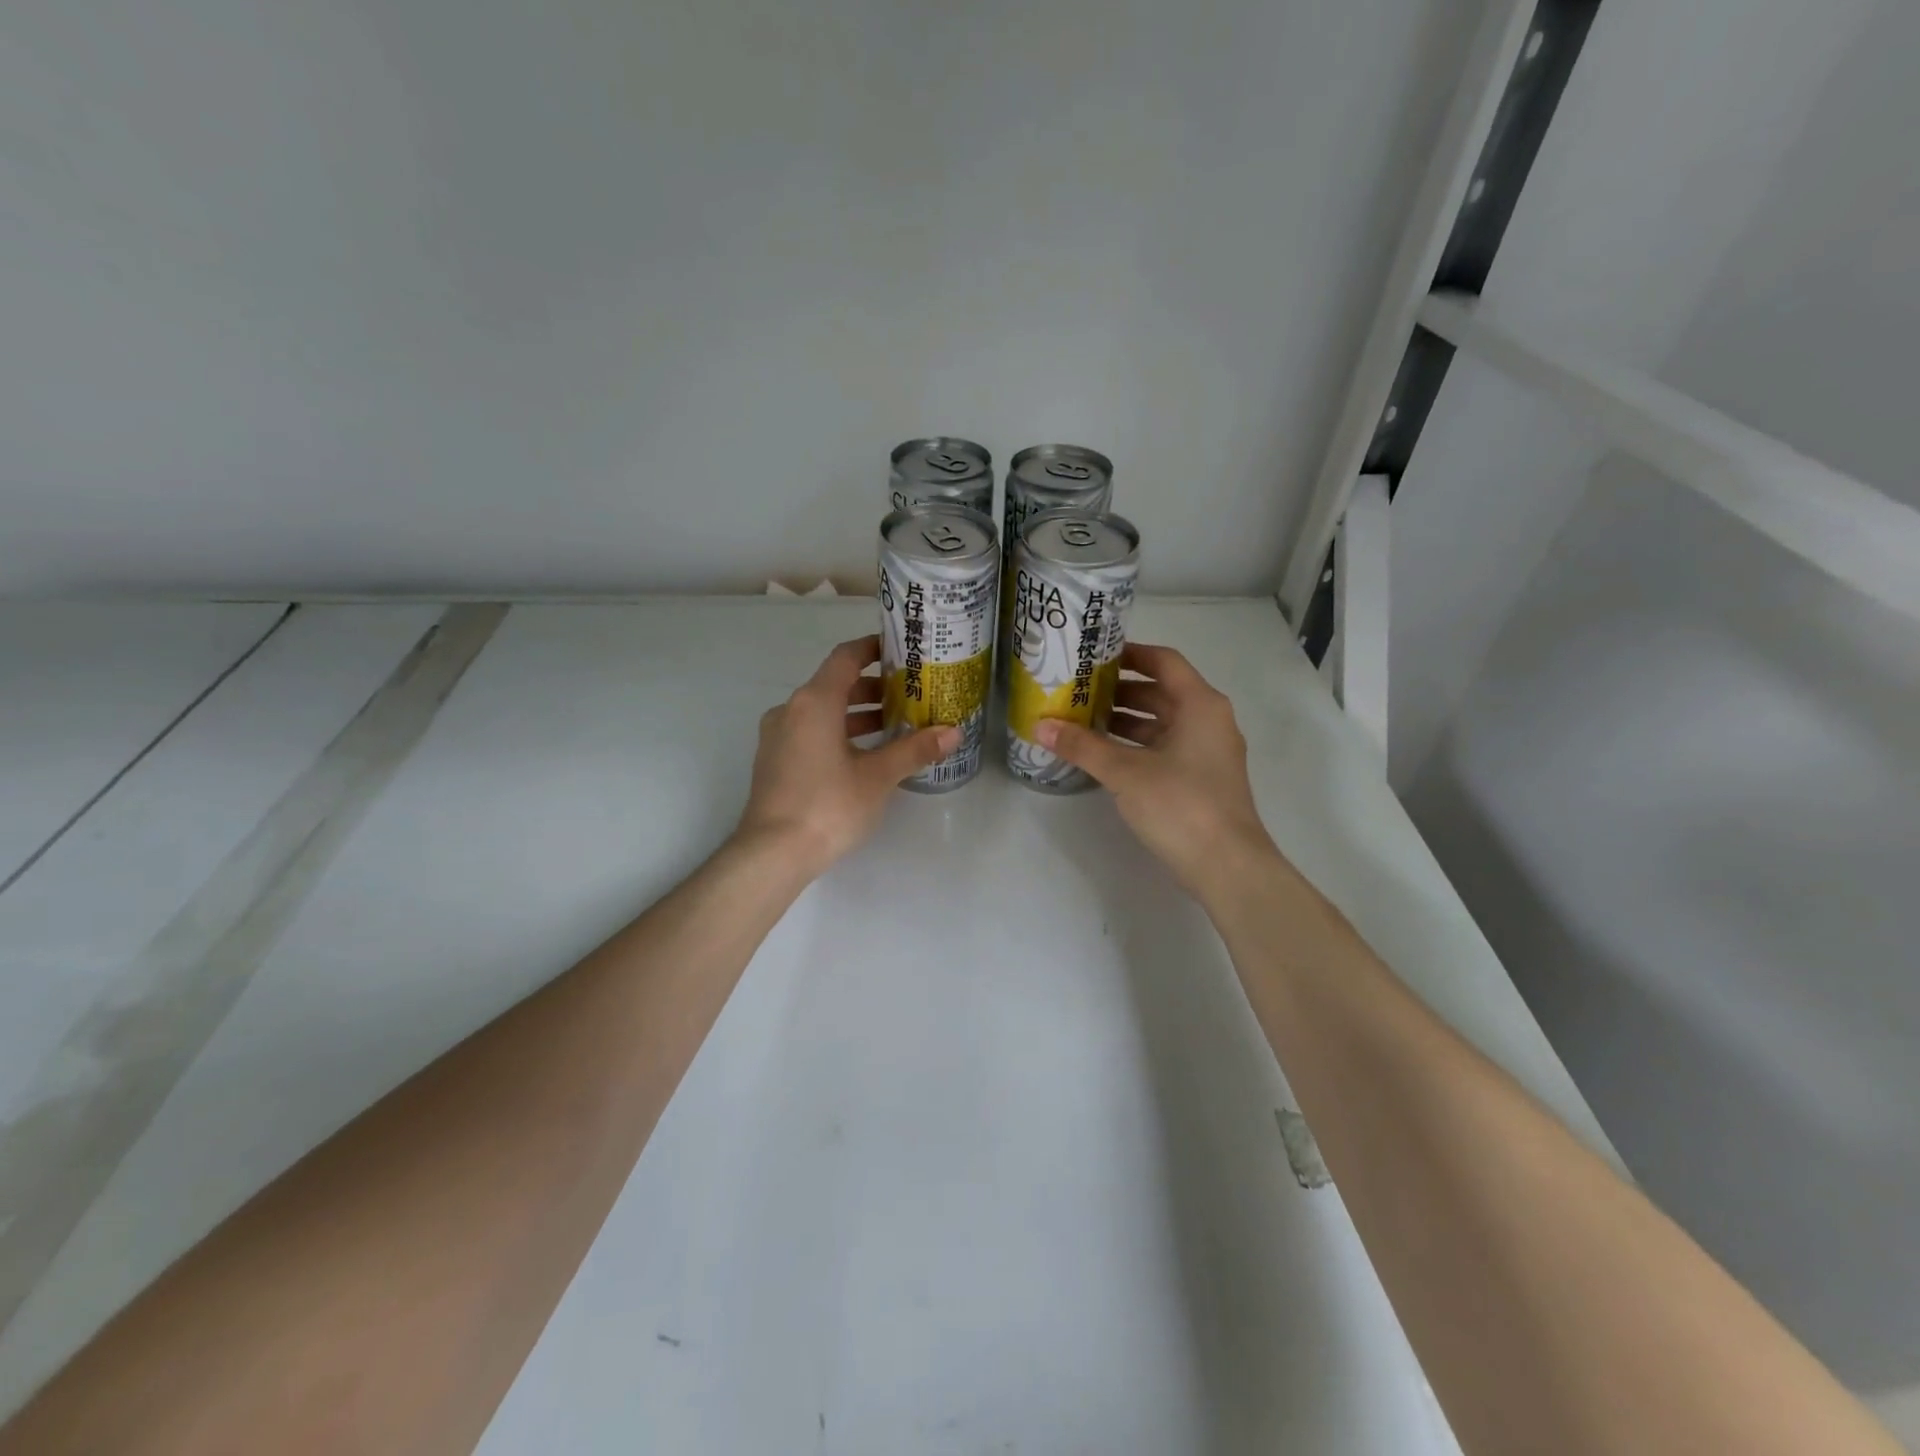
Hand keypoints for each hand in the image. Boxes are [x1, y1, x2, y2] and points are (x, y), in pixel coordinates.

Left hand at [735, 635, 957, 876]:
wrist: (773, 852)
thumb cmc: (829, 805)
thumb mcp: (878, 776)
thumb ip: (915, 750)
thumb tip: (953, 732)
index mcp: (814, 701)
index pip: (846, 657)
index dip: (873, 648)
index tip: (901, 650)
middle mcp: (791, 710)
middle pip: (834, 684)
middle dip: (873, 687)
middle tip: (909, 693)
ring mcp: (778, 736)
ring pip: (822, 711)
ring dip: (856, 713)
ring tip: (894, 724)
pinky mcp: (775, 760)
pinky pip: (810, 731)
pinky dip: (837, 731)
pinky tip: (864, 754)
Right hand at [1035, 643, 1279, 895]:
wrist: (1227, 865)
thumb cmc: (1180, 804)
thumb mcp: (1124, 772)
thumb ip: (1082, 746)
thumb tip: (1041, 725)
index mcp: (1200, 704)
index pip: (1164, 661)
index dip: (1130, 654)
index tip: (1094, 655)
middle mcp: (1209, 721)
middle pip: (1162, 692)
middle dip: (1120, 690)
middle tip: (1079, 690)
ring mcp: (1208, 752)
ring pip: (1163, 723)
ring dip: (1126, 720)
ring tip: (1083, 721)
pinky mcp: (1202, 779)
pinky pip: (1166, 748)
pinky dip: (1137, 746)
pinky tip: (1105, 756)